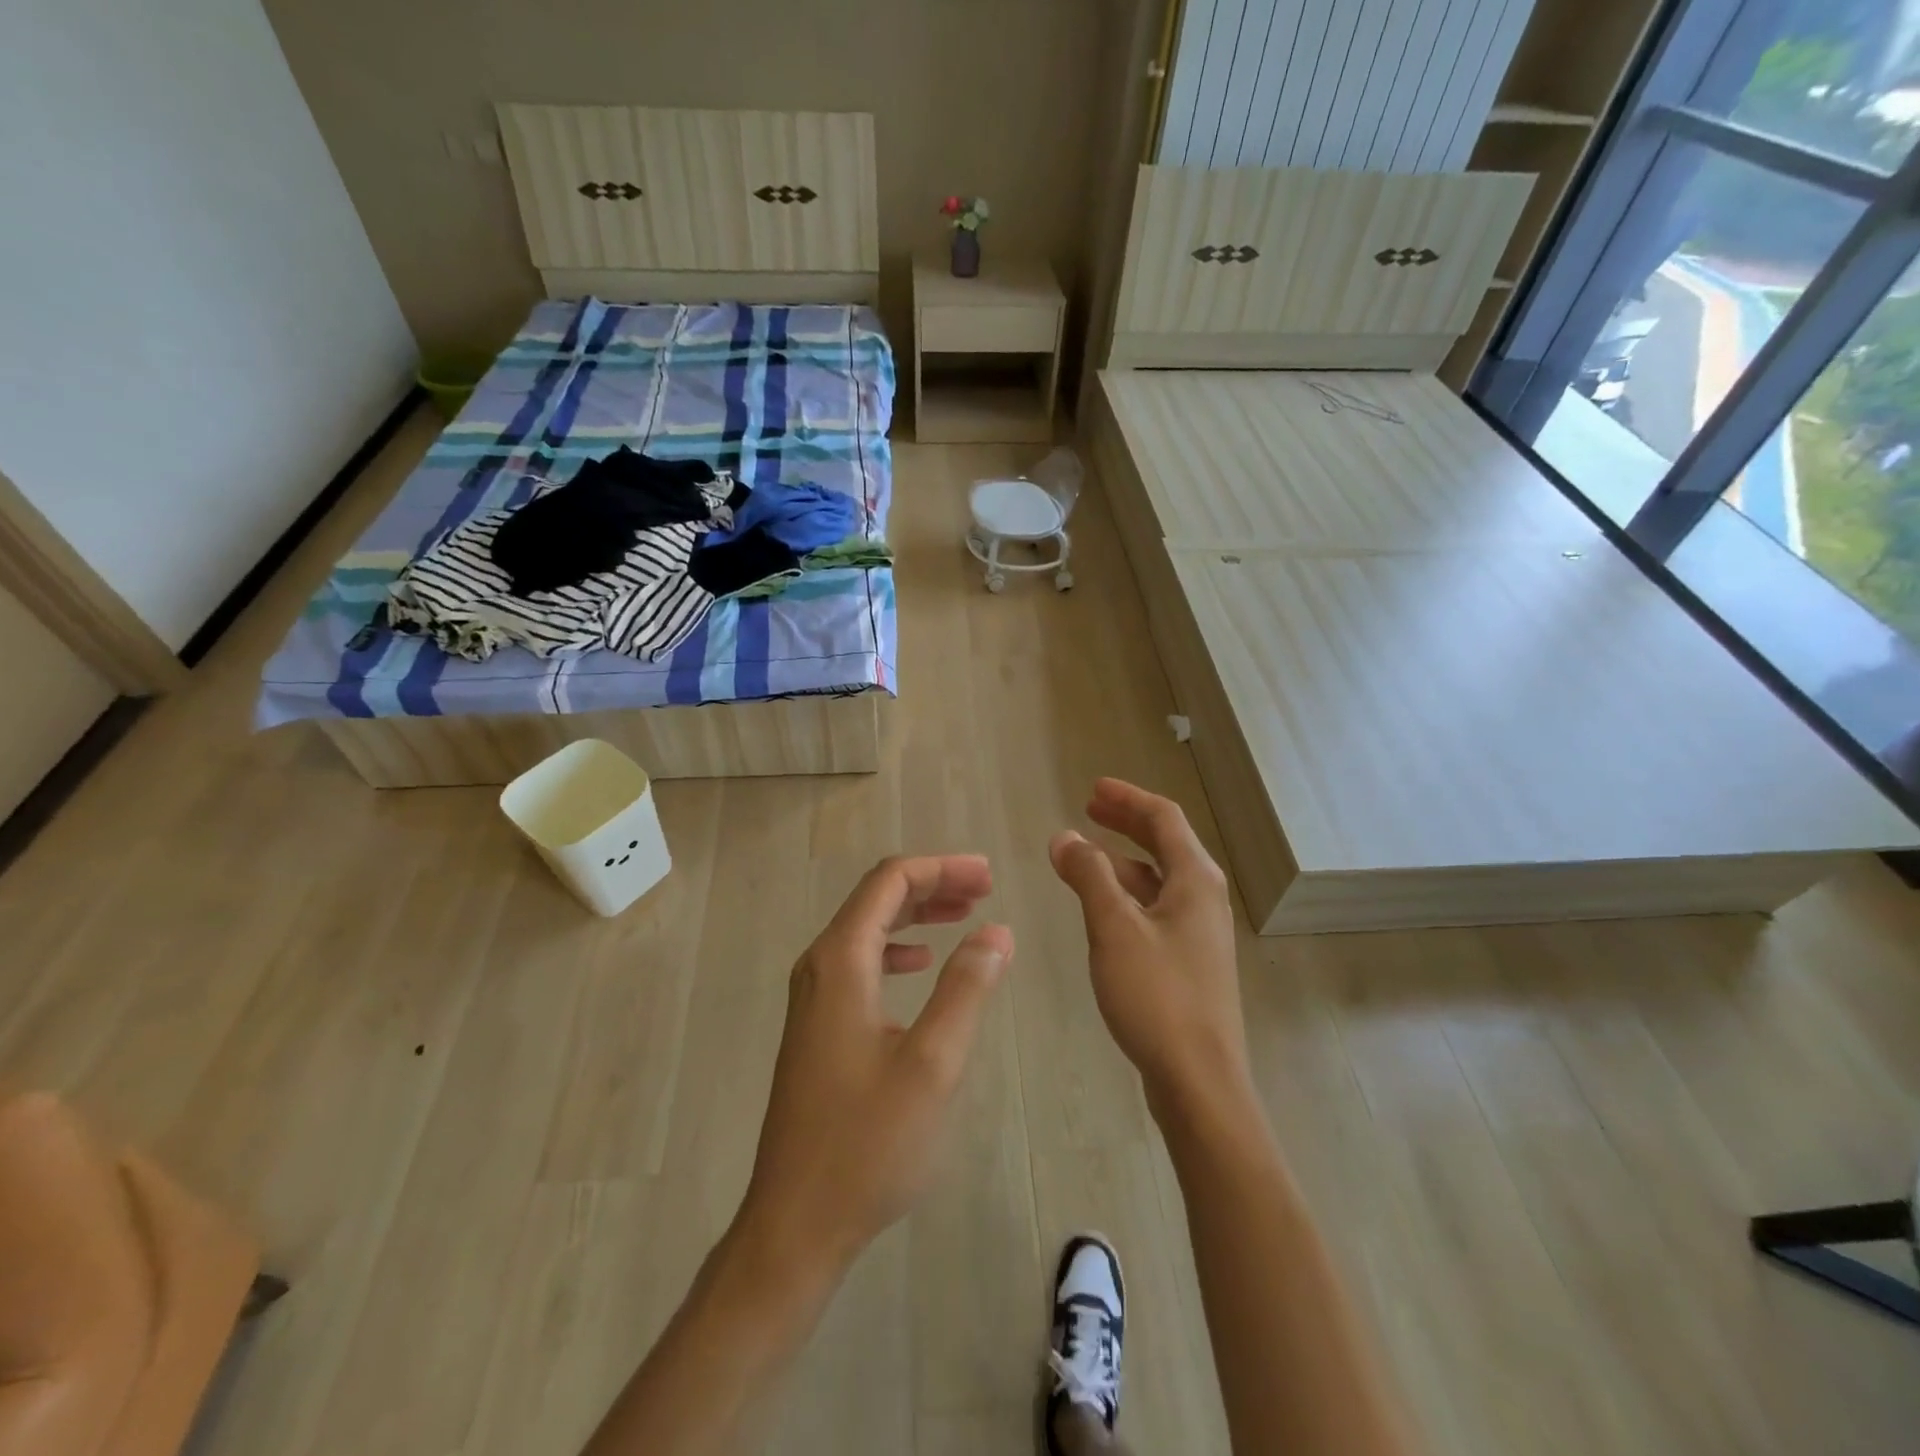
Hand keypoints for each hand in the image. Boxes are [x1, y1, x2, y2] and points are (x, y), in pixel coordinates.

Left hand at [735, 856, 1012, 1275]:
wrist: (795, 1223)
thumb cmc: (867, 1144)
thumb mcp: (932, 1064)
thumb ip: (965, 988)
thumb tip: (996, 932)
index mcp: (841, 962)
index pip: (889, 882)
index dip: (940, 868)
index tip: (988, 876)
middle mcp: (820, 967)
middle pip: (877, 899)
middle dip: (932, 885)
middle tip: (985, 888)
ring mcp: (813, 997)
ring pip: (868, 929)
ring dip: (916, 915)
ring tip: (964, 915)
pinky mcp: (818, 1025)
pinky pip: (860, 962)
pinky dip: (897, 948)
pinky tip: (921, 964)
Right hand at [1049, 779, 1248, 1106]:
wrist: (1199, 1080)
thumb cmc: (1157, 995)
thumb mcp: (1114, 927)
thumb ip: (1088, 875)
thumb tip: (1064, 836)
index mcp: (1194, 880)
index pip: (1163, 818)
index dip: (1128, 797)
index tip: (1092, 788)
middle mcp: (1203, 898)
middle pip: (1165, 843)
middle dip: (1126, 822)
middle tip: (1088, 808)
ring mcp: (1198, 932)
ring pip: (1158, 878)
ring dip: (1122, 859)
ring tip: (1084, 855)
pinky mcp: (1188, 960)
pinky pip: (1155, 907)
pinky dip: (1127, 893)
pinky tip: (1102, 906)